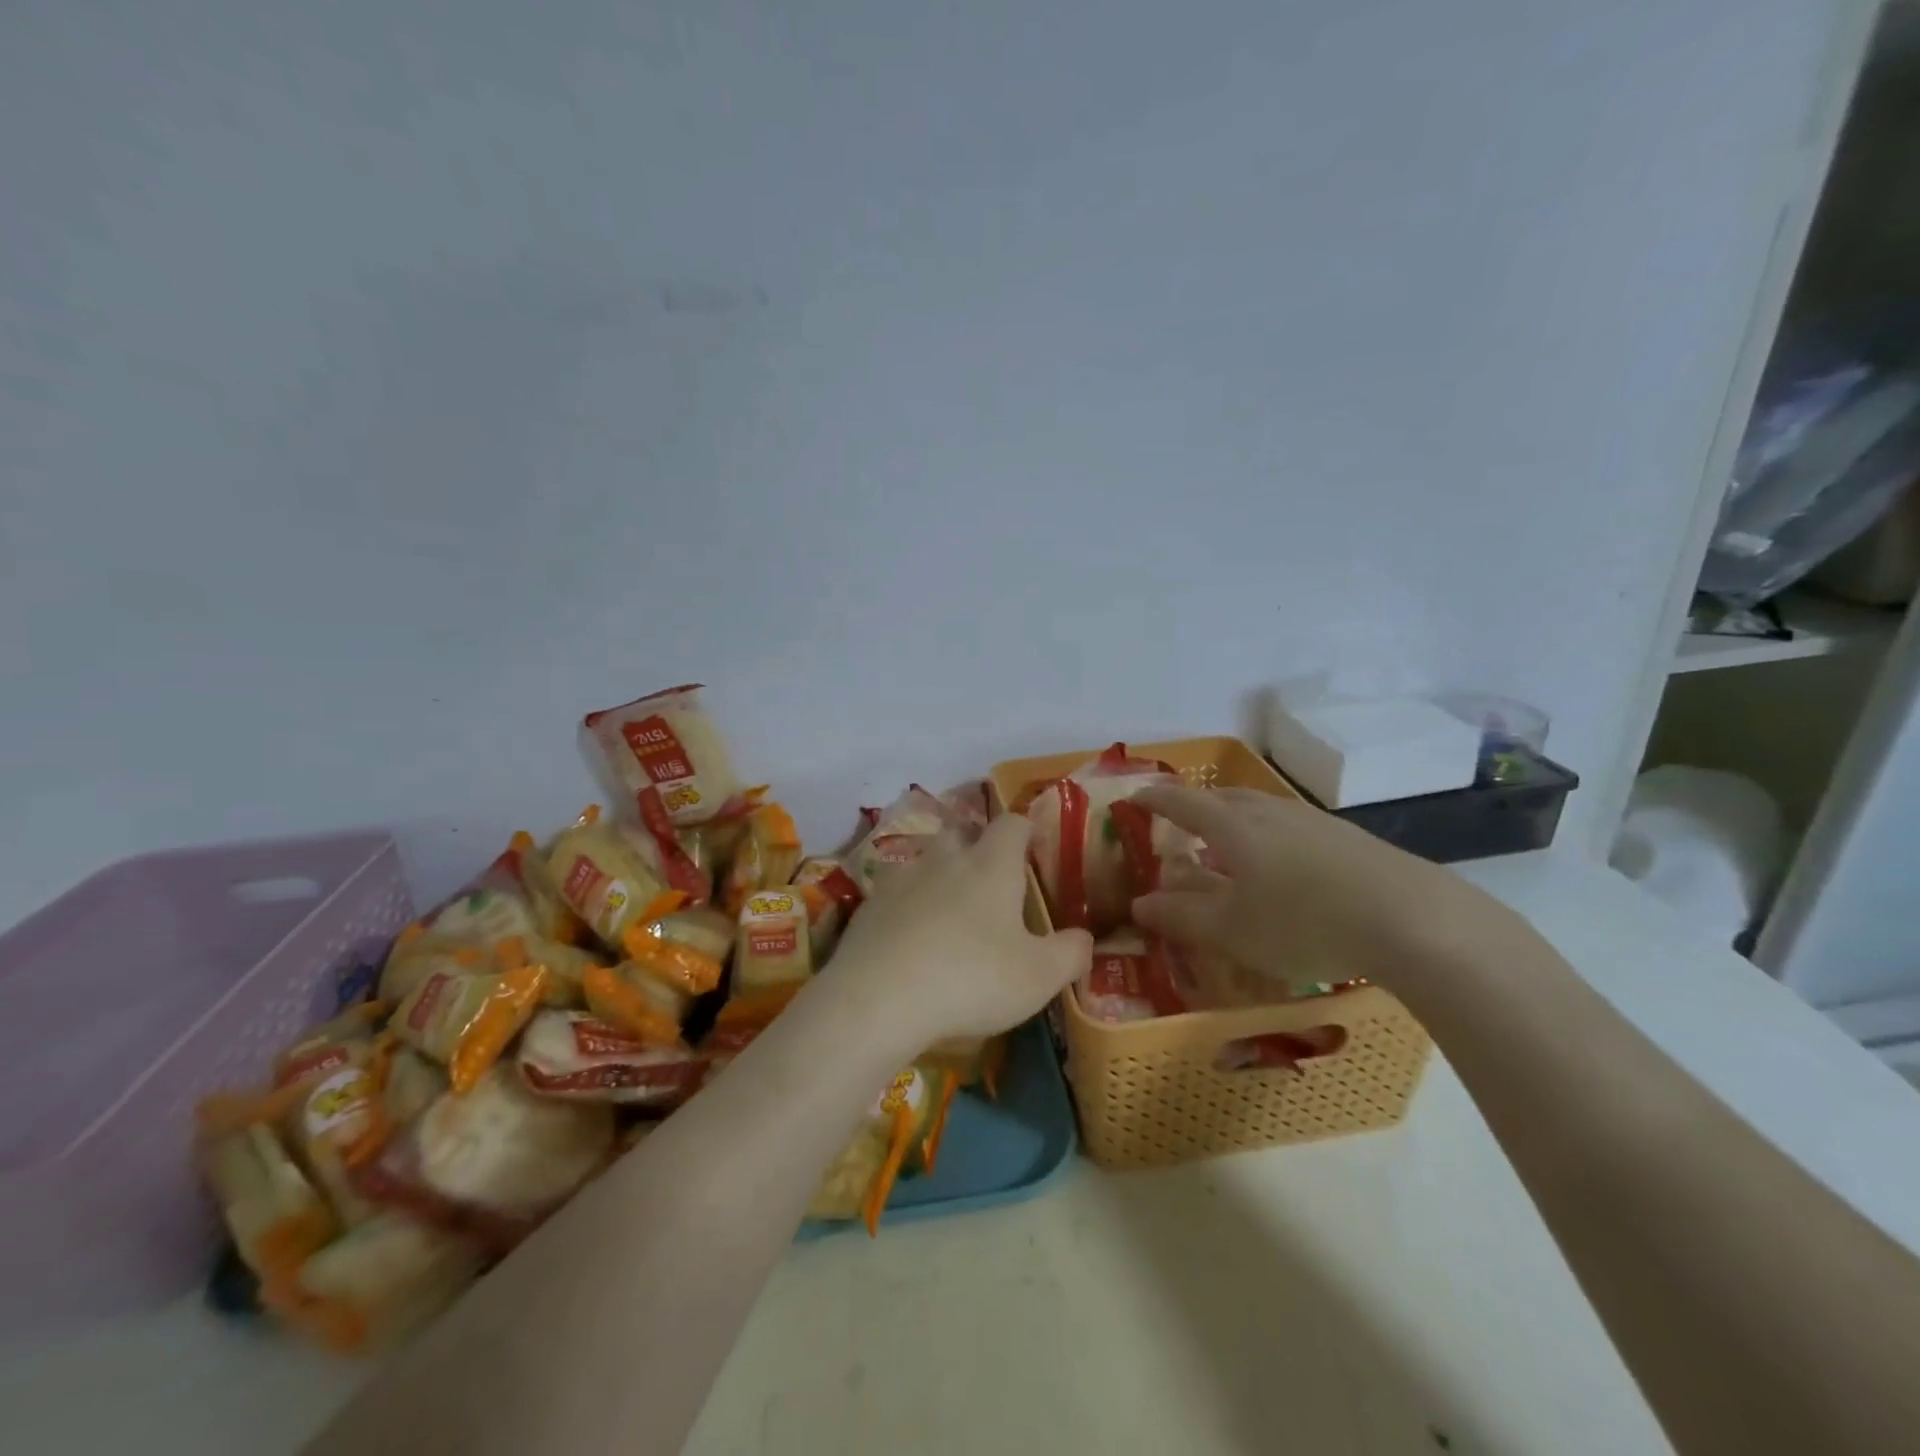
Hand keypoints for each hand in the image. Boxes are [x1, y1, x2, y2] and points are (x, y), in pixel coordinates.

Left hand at [825, 813, 1092, 1050]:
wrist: (878, 998)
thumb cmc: (971, 978)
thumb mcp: (1038, 976)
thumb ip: (1070, 953)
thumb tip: (1085, 938)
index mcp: (991, 864)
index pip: (1013, 823)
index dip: (1026, 830)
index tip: (1034, 847)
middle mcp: (945, 859)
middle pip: (962, 833)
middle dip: (976, 848)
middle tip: (990, 884)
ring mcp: (901, 878)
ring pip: (924, 861)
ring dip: (938, 876)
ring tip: (948, 912)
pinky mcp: (868, 906)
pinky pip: (893, 894)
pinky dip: (906, 907)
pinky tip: (909, 939)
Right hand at [1130, 784, 1487, 990]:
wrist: (1413, 919)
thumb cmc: (1305, 923)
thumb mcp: (1233, 931)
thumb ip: (1181, 917)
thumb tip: (1139, 905)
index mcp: (1234, 827)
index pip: (1183, 803)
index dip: (1155, 799)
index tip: (1134, 798)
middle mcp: (1270, 813)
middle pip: (1222, 798)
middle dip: (1195, 806)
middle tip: (1180, 822)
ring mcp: (1313, 822)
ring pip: (1260, 809)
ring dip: (1235, 819)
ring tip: (1229, 843)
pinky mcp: (1348, 838)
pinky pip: (1291, 825)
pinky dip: (1269, 835)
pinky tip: (1284, 864)